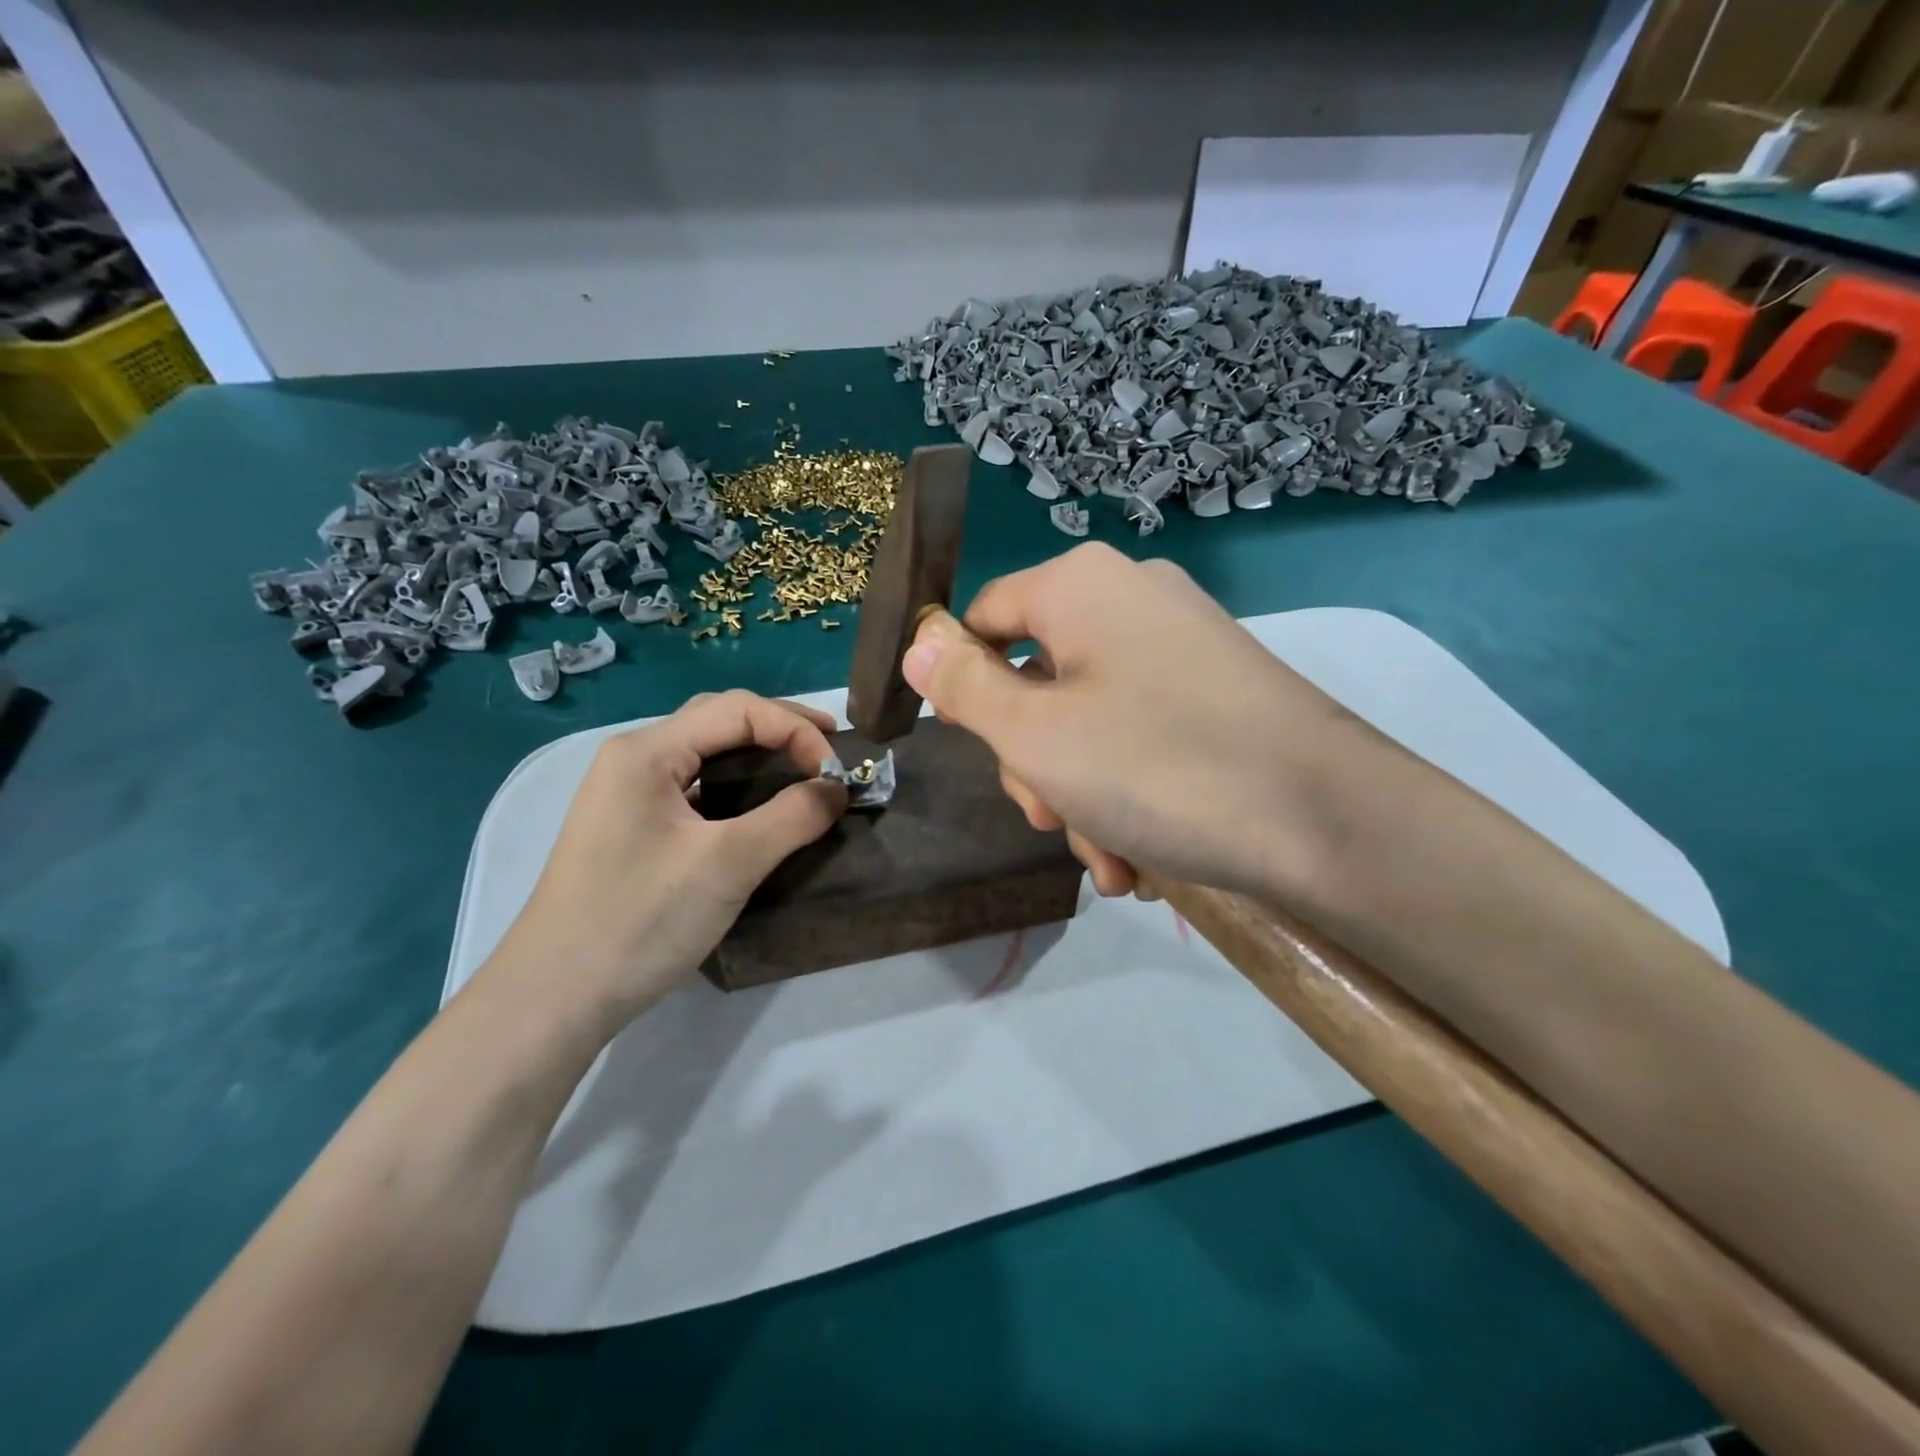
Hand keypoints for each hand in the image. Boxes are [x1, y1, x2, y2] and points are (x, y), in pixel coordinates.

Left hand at [481, 691, 845, 1033]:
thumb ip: (791, 818)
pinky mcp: (633, 829)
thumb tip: (838, 788)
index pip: (738, 710)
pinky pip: (696, 788)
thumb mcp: (727, 865)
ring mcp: (628, 795)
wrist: (554, 999)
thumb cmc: (639, 920)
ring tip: (805, 771)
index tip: (836, 771)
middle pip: (720, 721)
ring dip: (760, 756)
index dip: (796, 729)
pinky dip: (738, 787)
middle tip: (830, 752)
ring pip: (707, 755)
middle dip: (781, 729)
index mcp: (647, 752)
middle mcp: (633, 760)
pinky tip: (760, 808)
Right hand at [902, 543, 1350, 898]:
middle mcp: (1130, 599)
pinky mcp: (1216, 690)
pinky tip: (1140, 855)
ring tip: (1110, 859)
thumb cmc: (1159, 767)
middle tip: (1049, 817)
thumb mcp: (1035, 736)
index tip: (974, 749)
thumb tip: (919, 647)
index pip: (983, 618)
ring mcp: (1180, 645)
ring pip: (1088, 718)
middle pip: (1037, 677)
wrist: (1331, 822)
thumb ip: (964, 689)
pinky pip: (1140, 732)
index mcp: (1080, 586)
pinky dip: (1128, 790)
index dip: (962, 683)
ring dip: (1081, 795)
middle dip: (1035, 761)